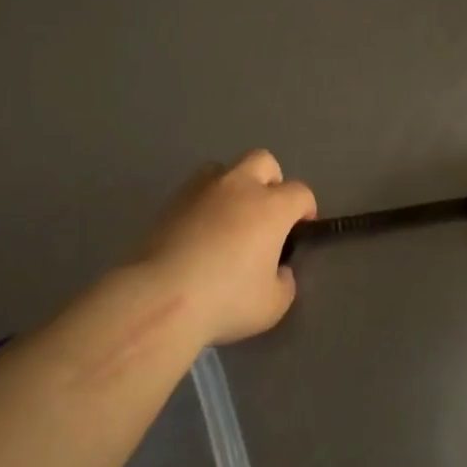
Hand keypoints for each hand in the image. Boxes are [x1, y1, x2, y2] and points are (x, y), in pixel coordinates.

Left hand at [138, 150, 316, 345]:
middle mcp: (240, 187)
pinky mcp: (171, 201)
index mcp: (271, 207)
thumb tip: (278, 270)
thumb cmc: (226, 300)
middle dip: (271, 181)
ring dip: (234, 186)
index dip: (305, 209)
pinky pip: (196, 189)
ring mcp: (202, 189)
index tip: (300, 230)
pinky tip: (200, 231)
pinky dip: (204, 202)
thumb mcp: (273, 304)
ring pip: (225, 169)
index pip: (300, 192)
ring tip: (229, 218)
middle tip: (267, 214)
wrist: (160, 297)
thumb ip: (284, 282)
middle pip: (264, 162)